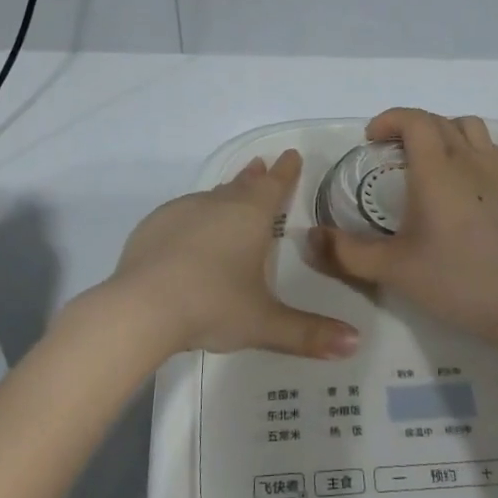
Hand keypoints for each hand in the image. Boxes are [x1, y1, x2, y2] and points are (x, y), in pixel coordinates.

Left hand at [108, 151, 360, 359]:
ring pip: (211, 196)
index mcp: (251, 216)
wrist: (142, 307)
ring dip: (225, 194)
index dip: (286, 171)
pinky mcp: (154, 225)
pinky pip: (182, 213)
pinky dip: (194, 217)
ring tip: (230, 197)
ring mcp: (183, 211)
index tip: (292, 154)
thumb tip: (355, 343)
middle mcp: (218, 203)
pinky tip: (189, 234)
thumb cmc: (213, 306)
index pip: (275, 184)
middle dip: (256, 176)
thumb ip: (309, 333)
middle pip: (242, 183)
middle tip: (262, 165)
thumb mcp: (265, 323)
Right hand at [309, 109, 497, 346]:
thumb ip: (347, 252)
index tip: (369, 140)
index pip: (415, 120)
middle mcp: (466, 160)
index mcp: (436, 170)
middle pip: (437, 120)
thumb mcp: (391, 268)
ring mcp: (491, 172)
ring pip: (466, 126)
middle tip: (385, 151)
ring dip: (440, 129)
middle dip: (407, 125)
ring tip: (421, 156)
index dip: (389, 119)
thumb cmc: (452, 279)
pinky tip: (453, 175)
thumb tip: (312, 237)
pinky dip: (464, 144)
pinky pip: (484, 146)